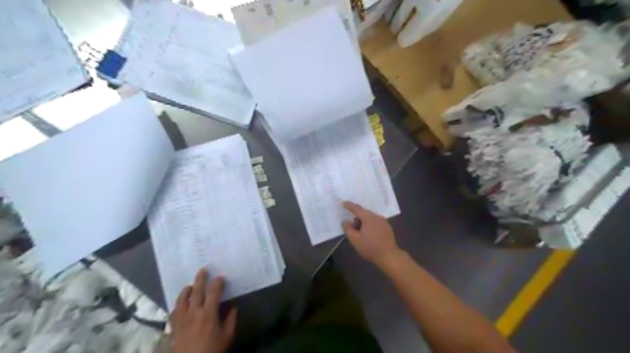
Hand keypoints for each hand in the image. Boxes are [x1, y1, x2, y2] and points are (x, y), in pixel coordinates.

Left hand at [170, 268, 238, 352]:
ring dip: (187, 289)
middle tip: (203, 269)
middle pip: (196, 291)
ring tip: (191, 285)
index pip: (214, 292)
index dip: (218, 282)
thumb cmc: (212, 350)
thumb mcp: (227, 336)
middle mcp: (194, 313)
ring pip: (182, 299)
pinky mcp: (174, 328)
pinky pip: (174, 312)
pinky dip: (178, 305)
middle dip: (201, 278)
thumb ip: (231, 319)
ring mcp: (182, 320)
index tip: (221, 278)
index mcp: (208, 313)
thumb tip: (232, 307)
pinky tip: (181, 304)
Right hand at [343, 203, 400, 268]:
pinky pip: (375, 222)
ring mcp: (383, 221)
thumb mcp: (355, 240)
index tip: (343, 203)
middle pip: (364, 213)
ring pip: (370, 218)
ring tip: (359, 233)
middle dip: (356, 218)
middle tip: (351, 227)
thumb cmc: (370, 248)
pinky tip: (368, 234)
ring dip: (363, 222)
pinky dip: (370, 225)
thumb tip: (345, 221)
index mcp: (368, 217)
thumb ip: (348, 229)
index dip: (349, 205)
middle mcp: (377, 216)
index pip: (356, 208)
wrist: (389, 256)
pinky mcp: (387, 227)